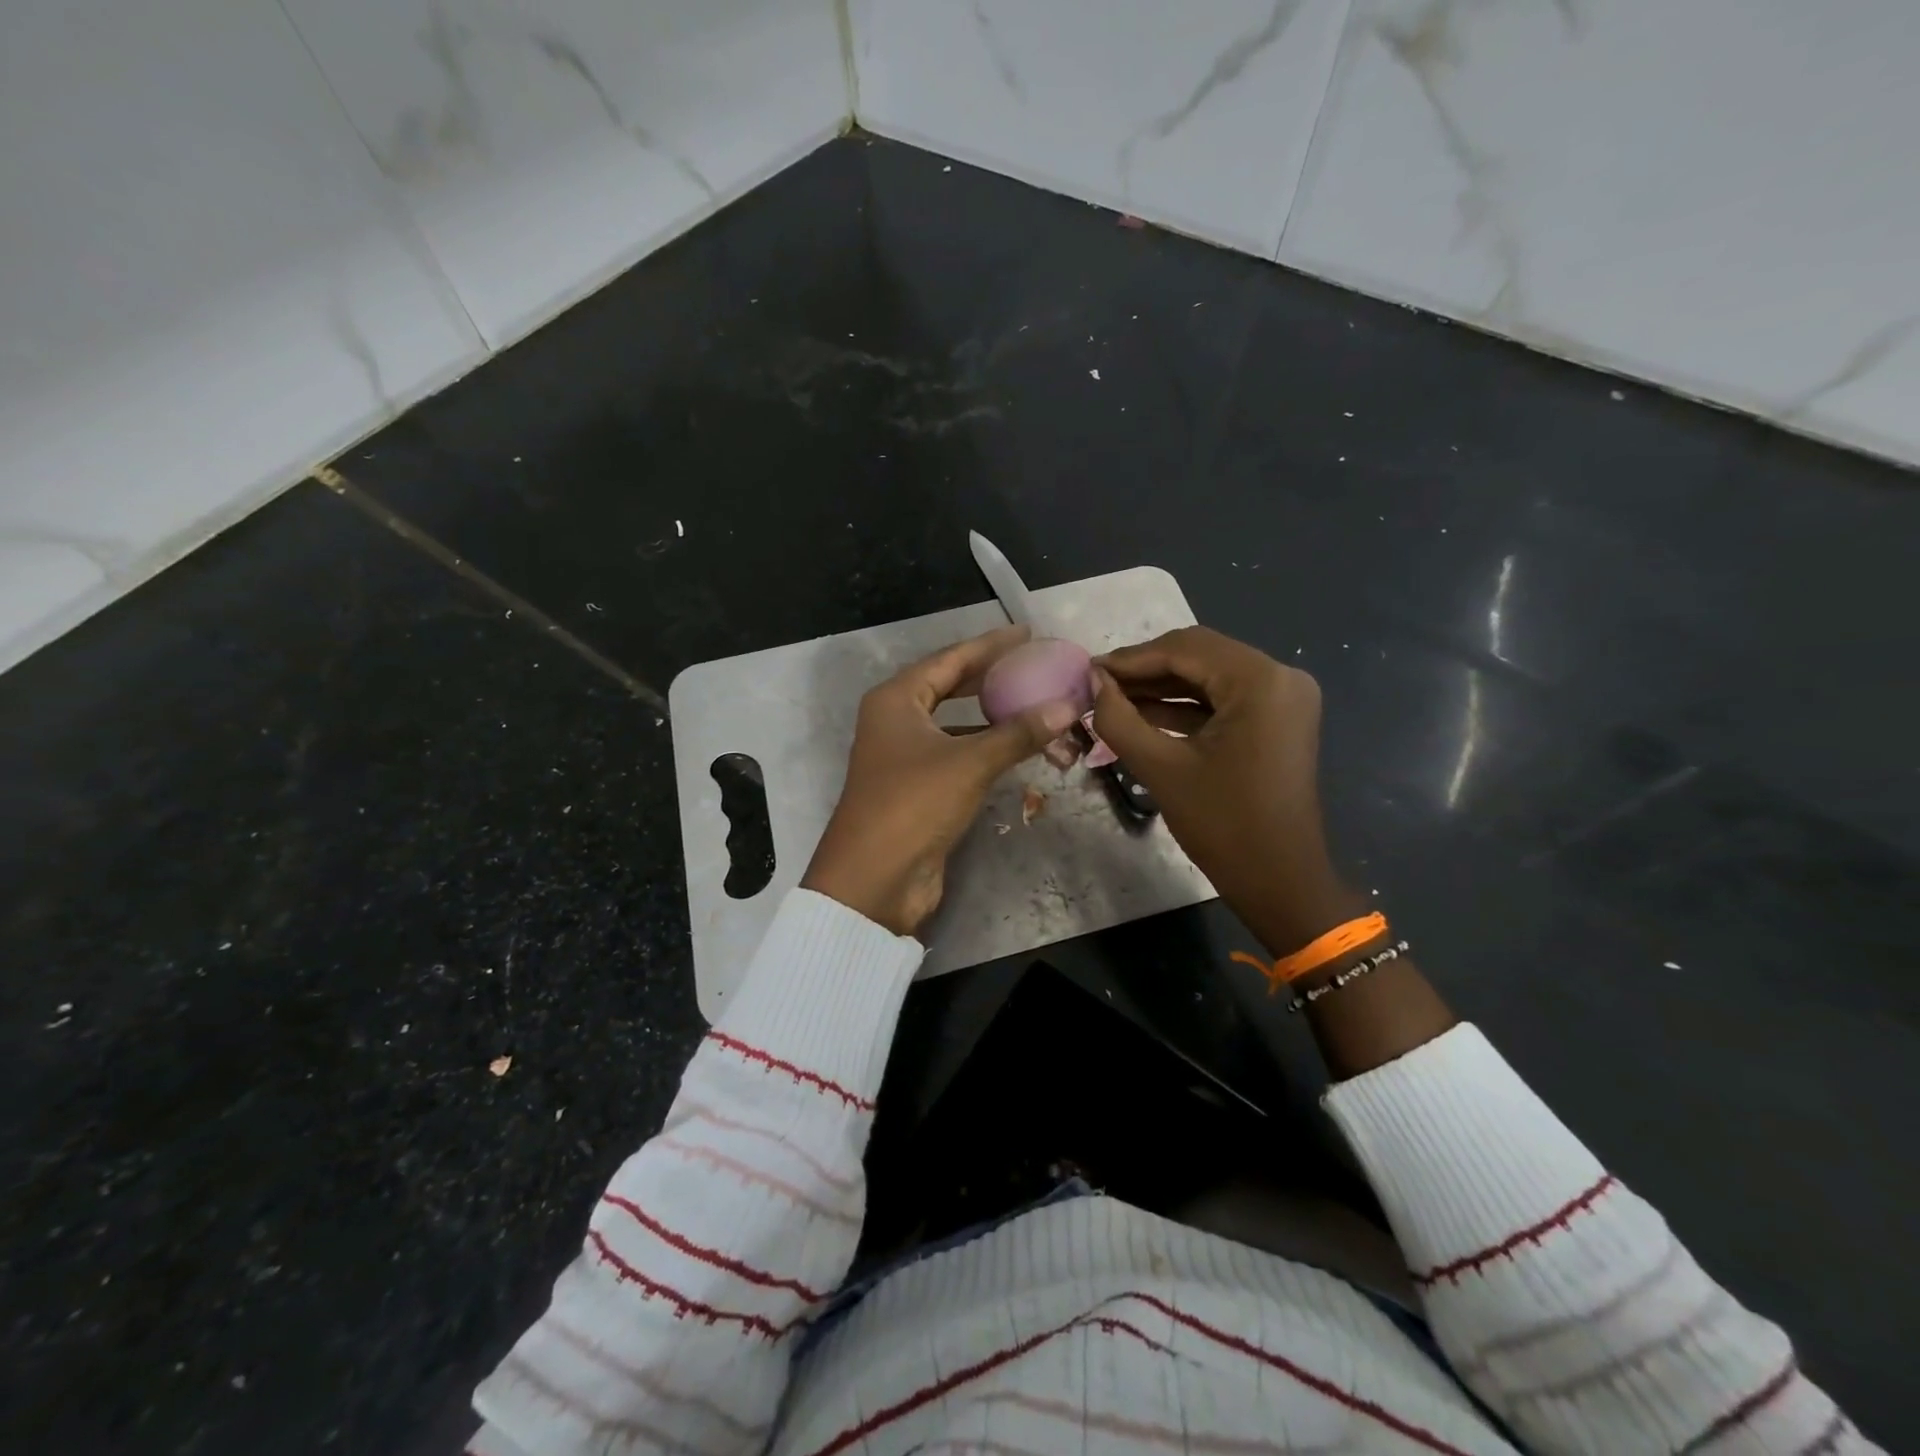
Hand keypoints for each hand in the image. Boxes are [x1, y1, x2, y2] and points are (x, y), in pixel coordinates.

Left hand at [802, 626, 1081, 937]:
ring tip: (1035, 702)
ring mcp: (905, 756)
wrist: (874, 880)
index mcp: (896, 700)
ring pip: (956, 724)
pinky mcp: (918, 789)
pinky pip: (958, 755)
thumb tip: (1067, 707)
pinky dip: (986, 748)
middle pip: (950, 687)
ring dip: (992, 717)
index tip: (1026, 634)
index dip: (989, 646)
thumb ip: (1018, 733)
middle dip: (991, 677)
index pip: (950, 660)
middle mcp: (896, 721)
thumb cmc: (914, 804)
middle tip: (1034, 665)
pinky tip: (1017, 747)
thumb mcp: (969, 762)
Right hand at [1091, 626, 1359, 956]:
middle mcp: (1279, 676)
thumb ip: (1119, 719)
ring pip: (1209, 676)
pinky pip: (1223, 700)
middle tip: (1097, 684)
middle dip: (1145, 670)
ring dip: (1161, 687)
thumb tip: (1093, 683)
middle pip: (1199, 656)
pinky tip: (1141, 714)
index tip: (1088, 670)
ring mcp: (1282, 698)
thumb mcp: (1161, 769)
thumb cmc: (1223, 825)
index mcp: (1260, 681)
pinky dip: (1184, 706)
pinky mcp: (1276, 720)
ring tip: (1111, 698)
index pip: (1185, 649)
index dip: (1131, 658)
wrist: (1280, 880)